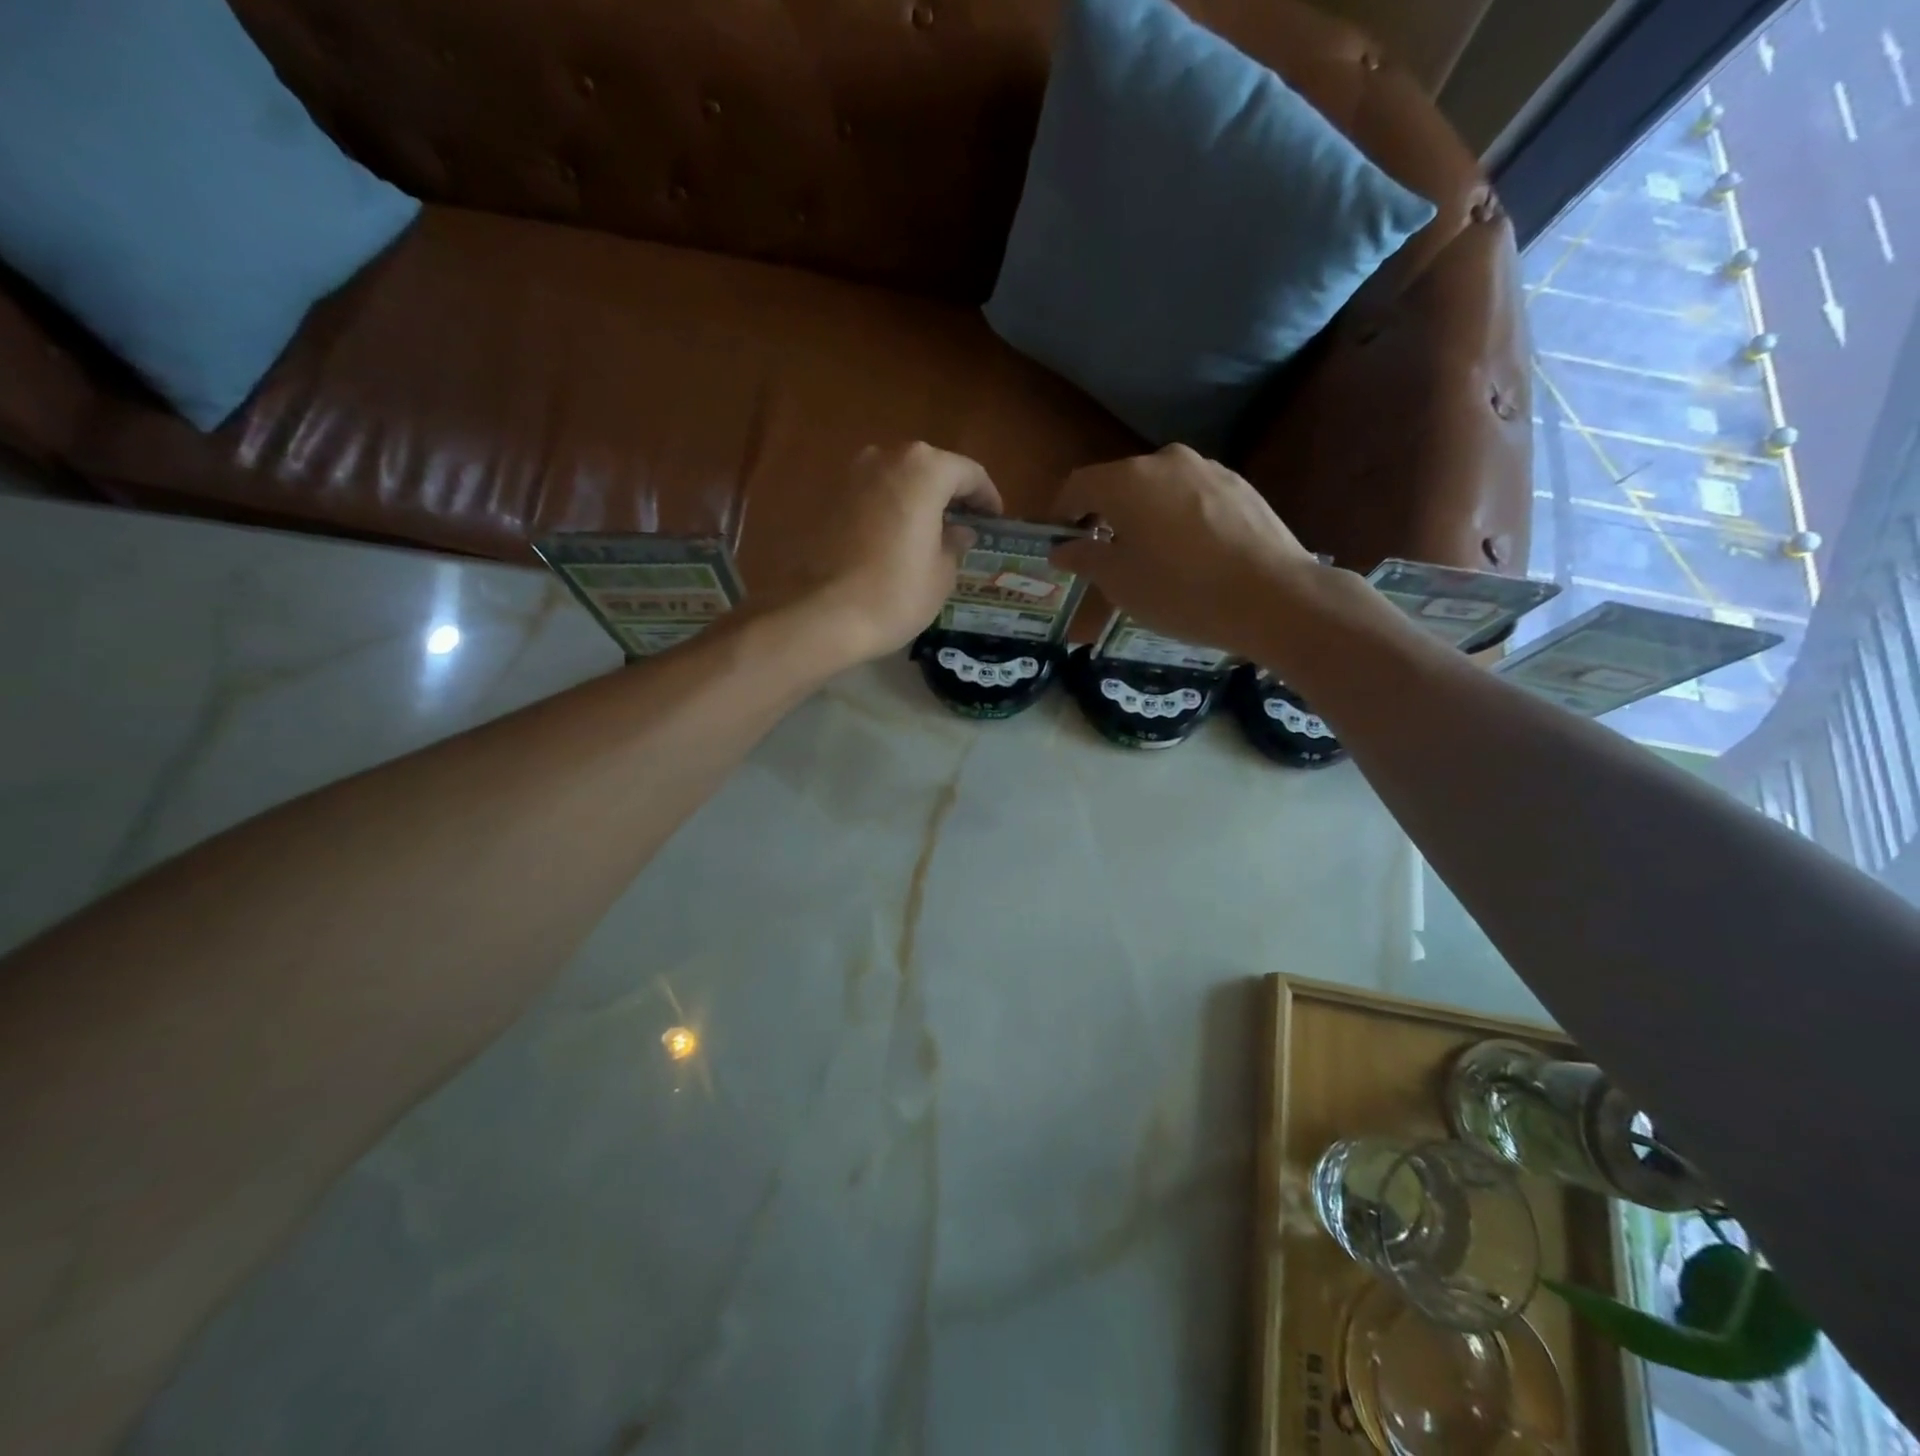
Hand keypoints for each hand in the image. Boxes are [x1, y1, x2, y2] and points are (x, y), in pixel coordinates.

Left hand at [780, 442, 1002, 664]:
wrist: (820, 615)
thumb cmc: (894, 594)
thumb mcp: (941, 575)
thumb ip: (954, 544)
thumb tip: (958, 533)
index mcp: (923, 469)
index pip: (968, 473)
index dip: (986, 496)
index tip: (994, 519)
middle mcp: (885, 457)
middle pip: (929, 469)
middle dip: (949, 494)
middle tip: (965, 524)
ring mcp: (850, 475)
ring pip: (897, 480)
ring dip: (917, 500)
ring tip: (931, 533)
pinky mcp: (827, 499)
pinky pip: (871, 497)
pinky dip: (889, 511)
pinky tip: (896, 541)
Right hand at [1049, 445, 1322, 659]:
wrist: (1273, 597)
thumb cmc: (1181, 591)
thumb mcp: (1120, 583)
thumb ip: (1084, 557)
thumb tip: (1061, 548)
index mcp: (1128, 480)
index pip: (1078, 485)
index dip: (1061, 512)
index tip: (1059, 539)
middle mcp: (1166, 461)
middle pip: (1120, 483)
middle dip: (1105, 514)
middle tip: (1103, 553)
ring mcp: (1208, 469)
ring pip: (1159, 489)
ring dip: (1144, 515)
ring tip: (1150, 556)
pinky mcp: (1240, 486)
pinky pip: (1192, 497)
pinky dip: (1178, 518)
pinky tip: (1190, 554)